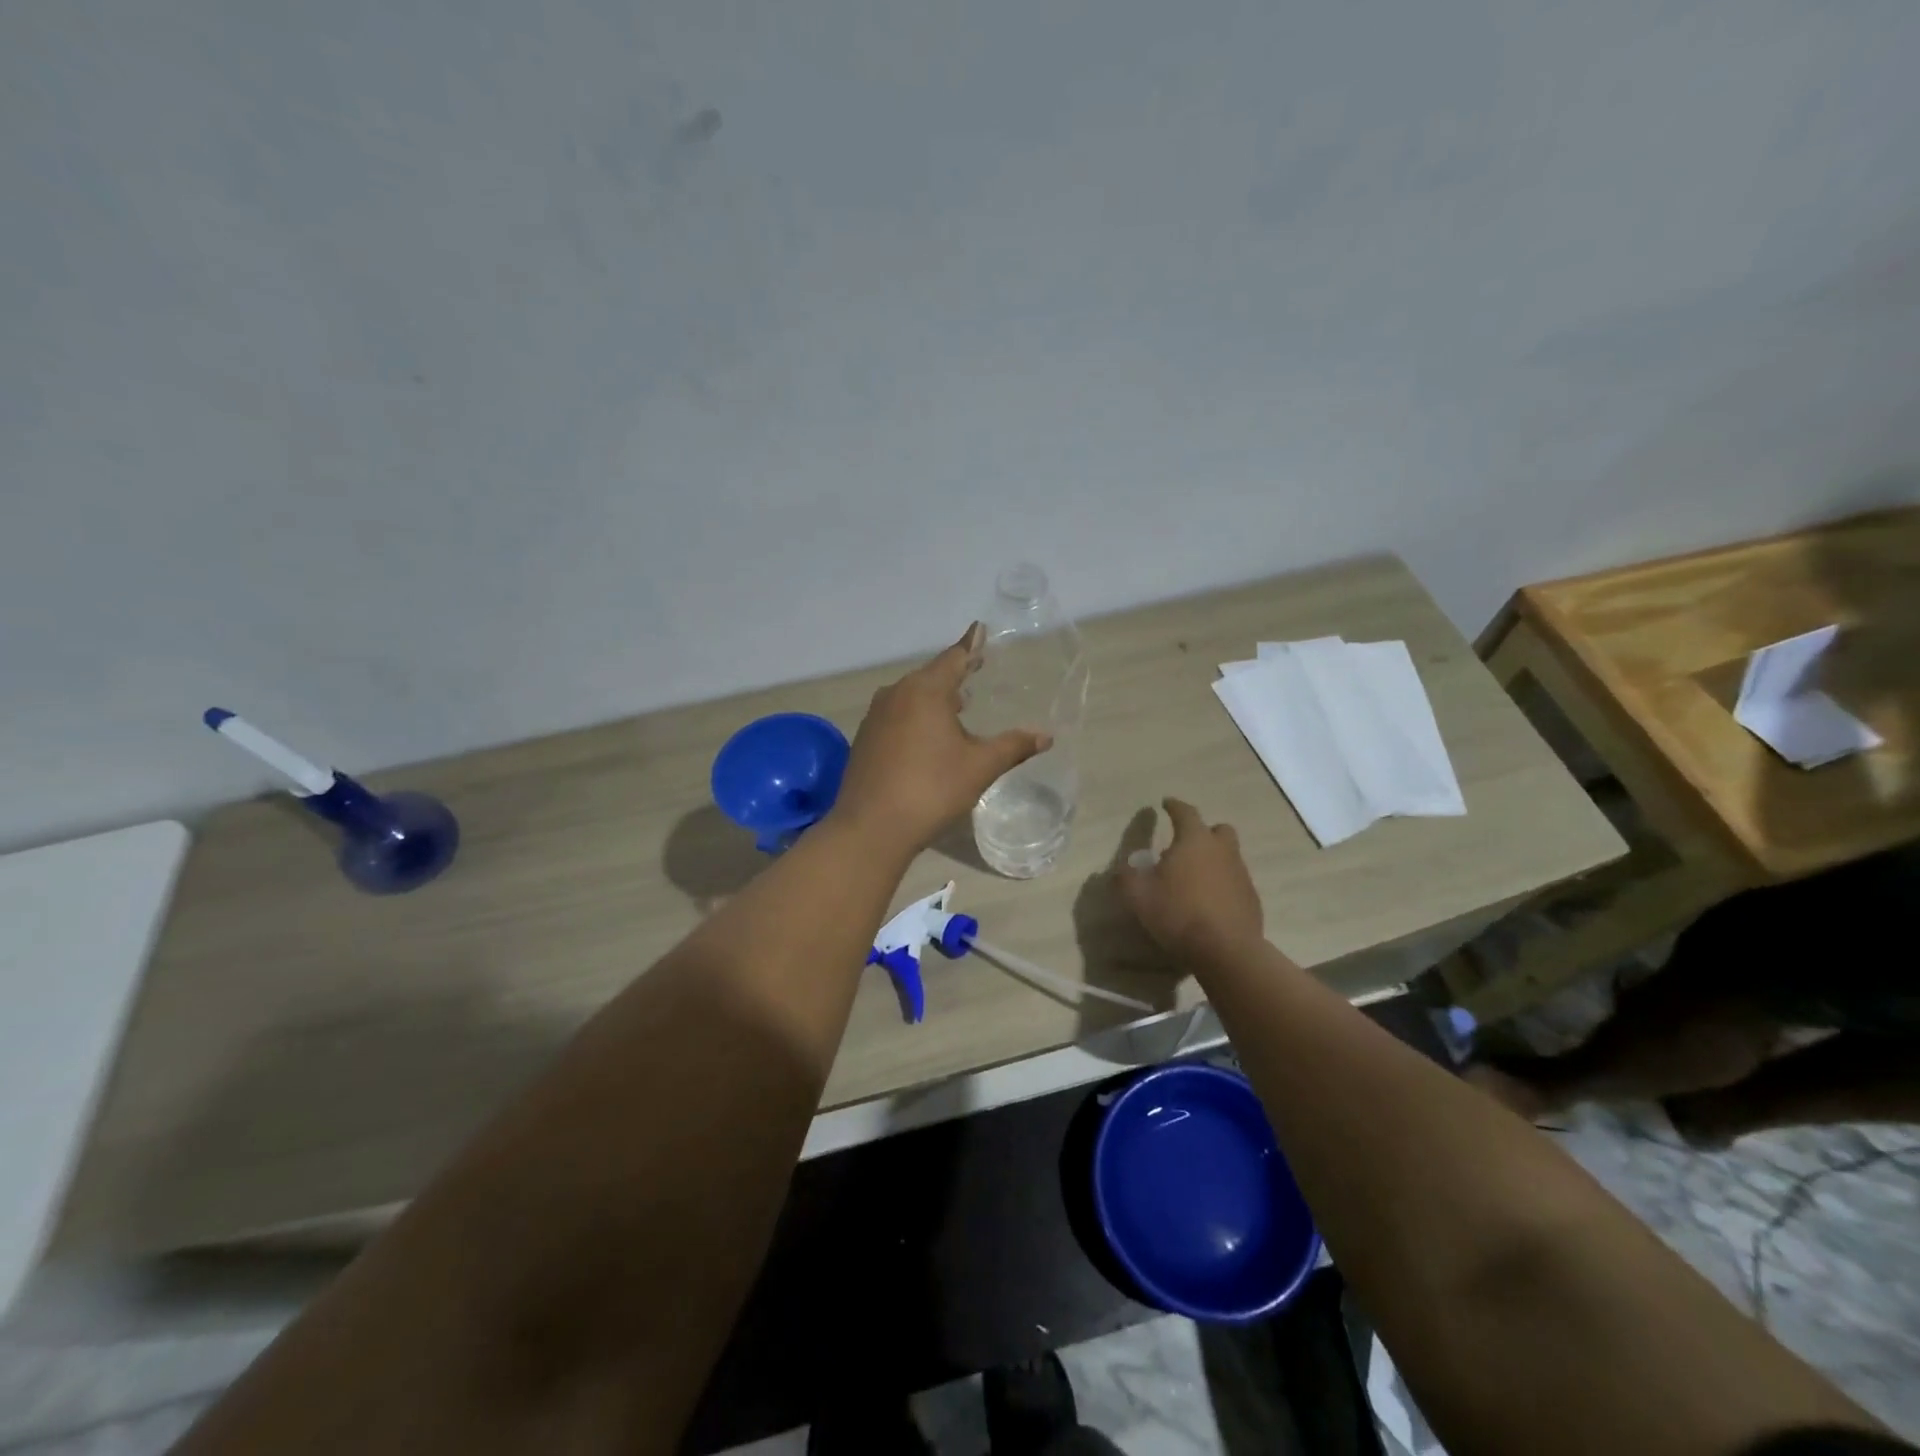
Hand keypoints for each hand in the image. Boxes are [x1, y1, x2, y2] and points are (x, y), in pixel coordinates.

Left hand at [830, 625, 1051, 854]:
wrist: (871, 827)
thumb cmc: (931, 789)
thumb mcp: (980, 767)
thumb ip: (1013, 746)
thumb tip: (1046, 736)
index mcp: (925, 691)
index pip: (954, 658)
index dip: (971, 645)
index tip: (979, 629)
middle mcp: (896, 694)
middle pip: (931, 675)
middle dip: (954, 673)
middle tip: (976, 670)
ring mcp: (876, 716)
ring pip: (911, 696)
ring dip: (934, 697)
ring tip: (957, 705)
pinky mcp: (865, 739)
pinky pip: (896, 715)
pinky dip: (916, 716)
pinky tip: (927, 735)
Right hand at [1117, 798, 1264, 964]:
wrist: (1226, 951)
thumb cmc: (1178, 913)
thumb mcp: (1138, 896)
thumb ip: (1125, 879)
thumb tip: (1119, 871)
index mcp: (1194, 841)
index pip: (1185, 812)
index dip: (1174, 806)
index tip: (1165, 803)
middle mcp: (1222, 851)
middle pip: (1218, 830)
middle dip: (1204, 832)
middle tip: (1186, 845)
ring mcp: (1241, 875)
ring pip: (1229, 857)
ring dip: (1213, 860)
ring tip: (1193, 879)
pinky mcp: (1251, 899)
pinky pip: (1235, 882)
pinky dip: (1222, 885)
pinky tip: (1209, 903)